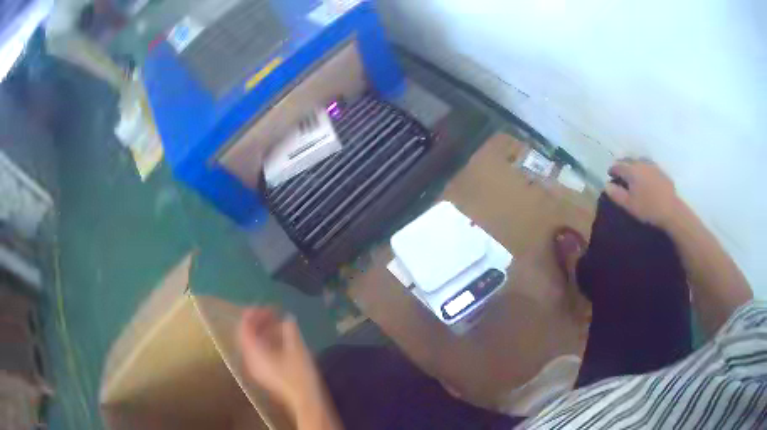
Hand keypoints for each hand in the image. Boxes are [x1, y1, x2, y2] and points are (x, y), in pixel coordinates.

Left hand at [238, 307, 322, 410]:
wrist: (305, 400)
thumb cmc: (300, 374)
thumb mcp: (297, 349)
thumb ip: (289, 330)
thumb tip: (288, 318)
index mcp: (255, 352)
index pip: (245, 329)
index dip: (252, 315)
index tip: (263, 306)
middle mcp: (251, 359)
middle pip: (247, 336)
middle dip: (257, 322)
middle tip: (271, 313)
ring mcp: (256, 368)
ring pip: (253, 344)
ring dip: (263, 332)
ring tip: (277, 324)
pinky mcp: (264, 373)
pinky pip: (258, 352)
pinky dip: (265, 342)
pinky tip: (279, 340)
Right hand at [605, 159, 681, 227]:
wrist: (671, 210)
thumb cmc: (648, 208)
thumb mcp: (629, 205)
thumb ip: (616, 194)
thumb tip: (606, 185)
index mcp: (631, 170)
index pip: (618, 165)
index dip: (612, 170)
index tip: (610, 176)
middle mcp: (641, 163)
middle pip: (628, 160)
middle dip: (622, 165)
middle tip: (619, 174)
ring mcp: (652, 166)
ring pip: (639, 161)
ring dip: (633, 165)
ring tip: (632, 174)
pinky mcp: (661, 171)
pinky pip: (648, 166)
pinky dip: (643, 169)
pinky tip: (645, 178)